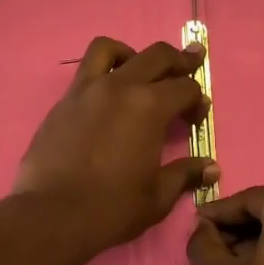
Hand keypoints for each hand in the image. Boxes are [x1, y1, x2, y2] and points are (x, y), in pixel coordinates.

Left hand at [15, 36, 216, 255]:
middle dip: (180, 59)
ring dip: (132, 54)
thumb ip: (185, 174)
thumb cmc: (112, 208)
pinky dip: (102, 71)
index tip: (197, 117)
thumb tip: (211, 167)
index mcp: (149, 107)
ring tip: (139, 71)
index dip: (197, 99)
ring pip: (110, 49)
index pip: (185, 87)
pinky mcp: (64, 101)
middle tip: (191, 63)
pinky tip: (107, 96)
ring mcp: (87, 90)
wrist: (51, 215)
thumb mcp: (158, 196)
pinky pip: (85, 71)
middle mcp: (120, 87)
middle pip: (156, 56)